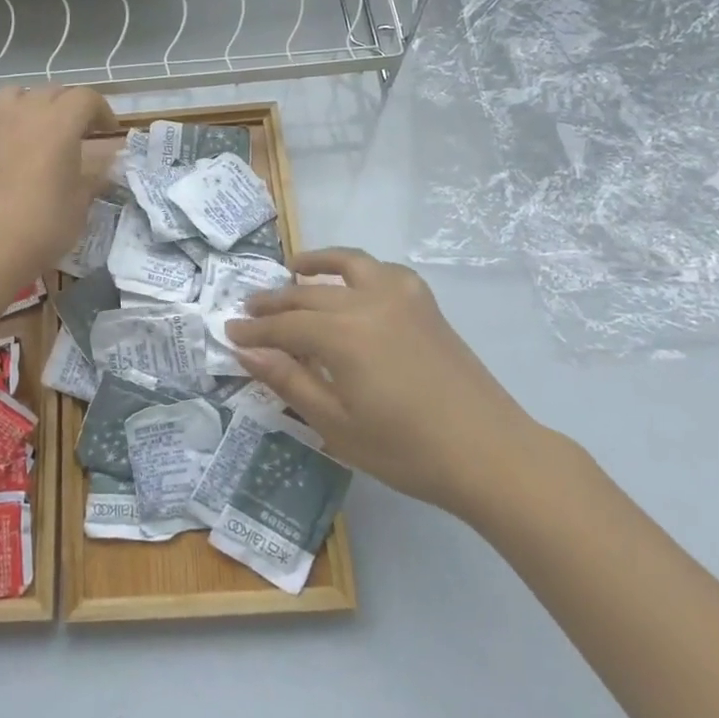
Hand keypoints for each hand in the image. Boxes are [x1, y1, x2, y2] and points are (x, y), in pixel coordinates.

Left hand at [0, 86, 118, 282]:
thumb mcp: (81, 205)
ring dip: (25, 103)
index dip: (101, 110)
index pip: (86, 98)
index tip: (107, 131)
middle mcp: (24, 113)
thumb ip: (93, 177)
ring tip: (32, 125)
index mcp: (60, 124)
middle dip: (67, 106)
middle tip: (75, 133)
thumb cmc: (42, 227)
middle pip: (50, 92)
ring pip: (9, 94)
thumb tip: (106, 164)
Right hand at [225, 248, 551, 524]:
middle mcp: (367, 301)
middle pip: (307, 294)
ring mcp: (400, 296)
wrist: (489, 453)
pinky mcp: (425, 302)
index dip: (254, 329)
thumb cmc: (406, 450)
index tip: (229, 330)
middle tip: (249, 309)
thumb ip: (288, 380)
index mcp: (342, 335)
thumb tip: (244, 349)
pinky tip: (352, 284)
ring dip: (316, 264)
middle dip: (274, 302)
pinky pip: (383, 270)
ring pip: (347, 264)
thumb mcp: (336, 424)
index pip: (283, 326)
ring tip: (293, 269)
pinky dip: (359, 269)